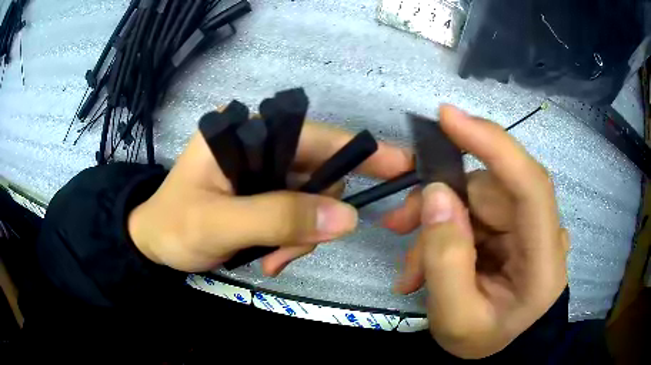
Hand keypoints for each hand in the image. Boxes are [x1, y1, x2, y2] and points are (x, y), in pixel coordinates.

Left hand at [129, 121, 412, 275]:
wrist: (155, 244)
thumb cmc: (173, 227)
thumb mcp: (218, 224)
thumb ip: (278, 218)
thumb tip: (347, 218)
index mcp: (244, 130)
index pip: (313, 135)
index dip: (360, 151)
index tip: (402, 166)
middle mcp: (260, 142)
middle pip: (318, 173)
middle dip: (314, 216)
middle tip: (289, 254)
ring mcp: (264, 169)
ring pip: (312, 200)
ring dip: (302, 236)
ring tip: (273, 261)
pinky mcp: (265, 193)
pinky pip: (299, 215)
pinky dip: (293, 240)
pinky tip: (269, 258)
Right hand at [383, 105, 568, 358]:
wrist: (500, 350)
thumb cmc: (483, 340)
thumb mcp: (455, 319)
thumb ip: (444, 261)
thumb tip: (435, 195)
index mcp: (543, 261)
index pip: (530, 185)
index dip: (492, 143)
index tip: (448, 116)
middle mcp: (543, 232)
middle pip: (490, 190)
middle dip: (439, 202)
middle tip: (397, 224)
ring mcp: (528, 227)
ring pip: (475, 199)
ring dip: (437, 223)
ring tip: (412, 265)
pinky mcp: (513, 227)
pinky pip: (473, 212)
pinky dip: (445, 231)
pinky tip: (427, 262)